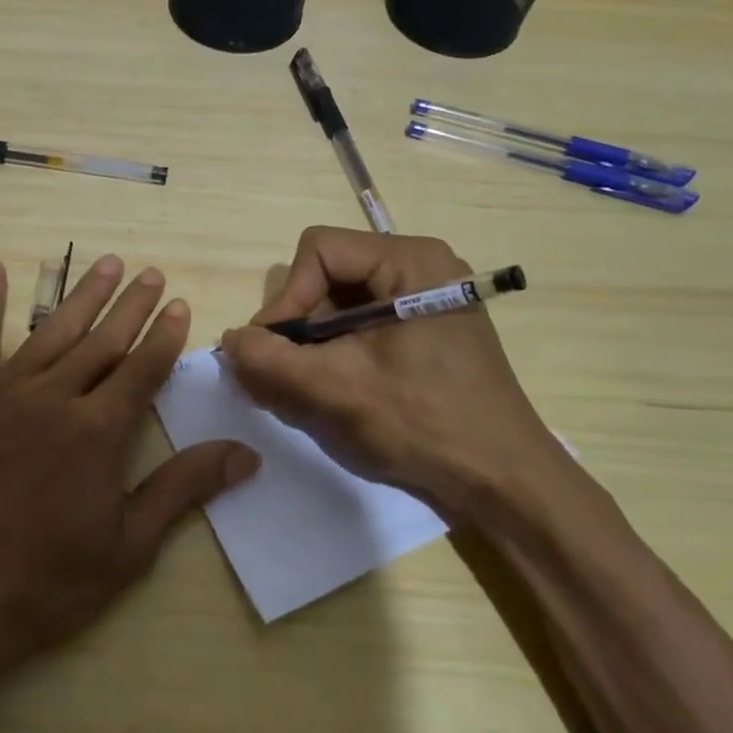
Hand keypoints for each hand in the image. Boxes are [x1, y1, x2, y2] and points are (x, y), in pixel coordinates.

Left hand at [0, 255, 258, 699]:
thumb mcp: (127, 548)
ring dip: (81, 296)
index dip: (164, 336)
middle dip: (130, 305)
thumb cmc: (40, 584)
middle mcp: (52, 398)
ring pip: (50, 332)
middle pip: (101, 341)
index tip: (179, 303)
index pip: (142, 369)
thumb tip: (245, 453)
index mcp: (97, 431)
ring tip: (105, 263)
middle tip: (150, 271)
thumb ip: (183, 490)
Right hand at [219, 227, 563, 516]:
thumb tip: (229, 341)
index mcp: (409, 260)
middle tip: (288, 374)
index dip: (287, 297)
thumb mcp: (336, 389)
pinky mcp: (429, 329)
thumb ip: (270, 360)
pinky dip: (339, 353)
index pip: (319, 250)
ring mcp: (428, 298)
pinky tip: (337, 389)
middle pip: (330, 275)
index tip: (275, 349)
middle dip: (301, 325)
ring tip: (309, 388)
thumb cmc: (424, 424)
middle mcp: (421, 266)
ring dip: (316, 344)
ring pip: (343, 303)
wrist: (503, 482)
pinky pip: (365, 325)